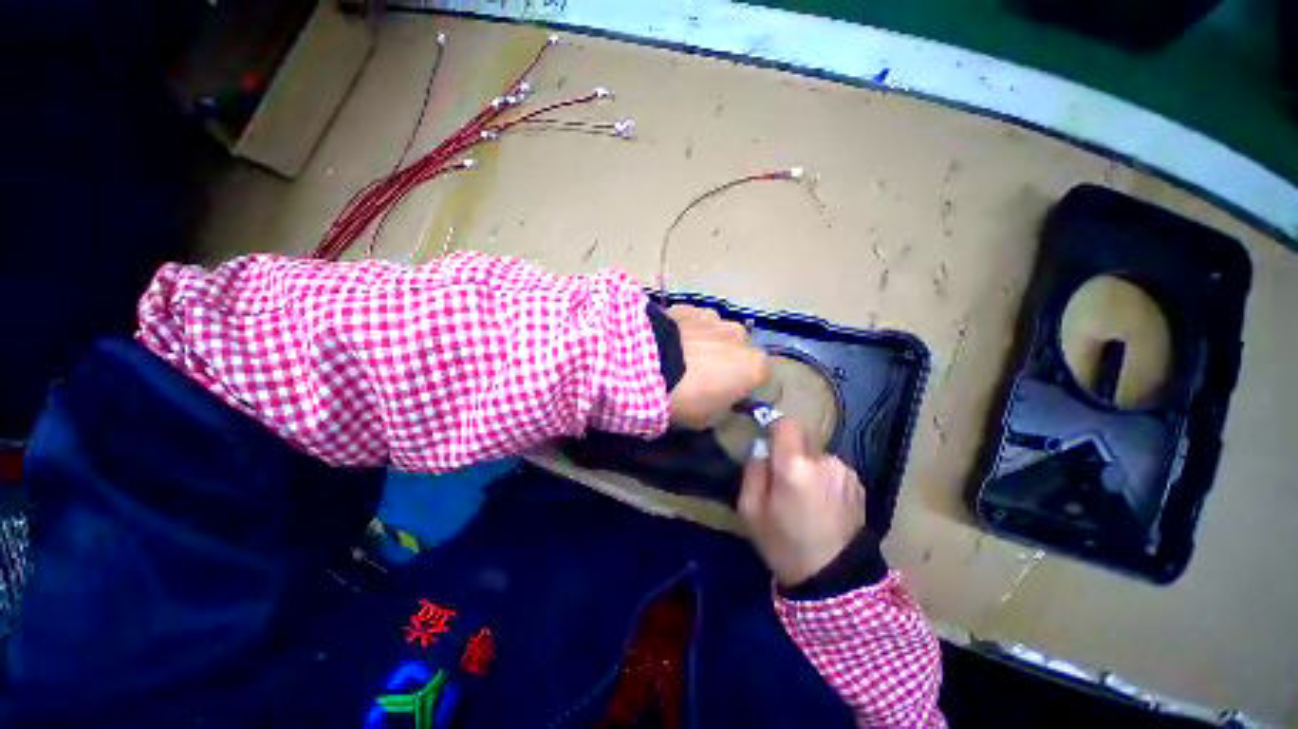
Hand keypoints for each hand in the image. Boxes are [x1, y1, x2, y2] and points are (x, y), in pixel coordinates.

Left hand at [666, 305, 768, 428]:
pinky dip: (688, 330)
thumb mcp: (710, 418)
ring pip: (717, 332)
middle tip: (703, 375)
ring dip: (708, 342)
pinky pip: (695, 321)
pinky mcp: (689, 307)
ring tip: (683, 356)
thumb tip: (722, 396)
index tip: (728, 394)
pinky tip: (670, 342)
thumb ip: (724, 404)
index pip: (761, 377)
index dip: (745, 385)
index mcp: (755, 366)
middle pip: (740, 350)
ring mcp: (715, 317)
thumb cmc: (686, 398)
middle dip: (727, 359)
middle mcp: (741, 336)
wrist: (648, 366)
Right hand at [738, 418, 866, 586]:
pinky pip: (833, 469)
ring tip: (806, 498)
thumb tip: (761, 450)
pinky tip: (824, 505)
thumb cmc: (785, 544)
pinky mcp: (859, 484)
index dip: (775, 430)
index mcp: (794, 466)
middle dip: (790, 452)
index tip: (768, 446)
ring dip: (809, 467)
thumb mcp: (750, 510)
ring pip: (818, 455)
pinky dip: (825, 479)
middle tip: (784, 480)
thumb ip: (752, 471)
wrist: (835, 581)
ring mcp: (845, 472)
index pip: (786, 423)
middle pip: (802, 438)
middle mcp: (824, 460)